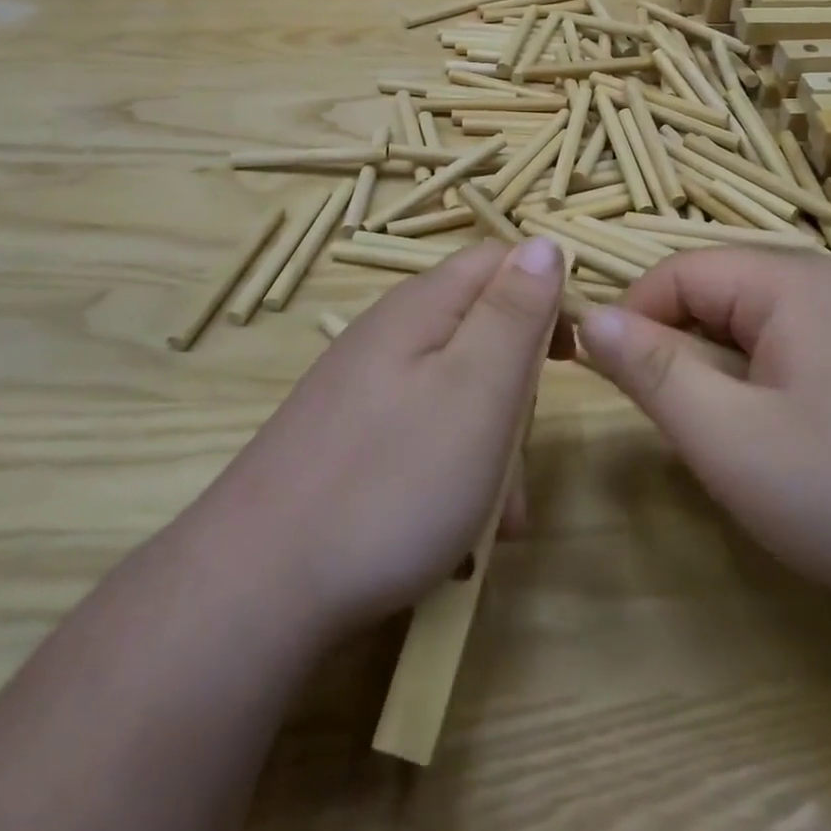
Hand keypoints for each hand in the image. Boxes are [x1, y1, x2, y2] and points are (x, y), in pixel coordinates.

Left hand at [197, 237, 566, 640]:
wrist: (256, 586)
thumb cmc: (391, 481)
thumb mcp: (477, 389)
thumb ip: (514, 312)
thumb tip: (545, 243)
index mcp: (422, 306)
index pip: (502, 261)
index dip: (547, 296)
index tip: (573, 358)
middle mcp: (391, 334)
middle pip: (482, 329)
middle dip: (518, 389)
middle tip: (522, 456)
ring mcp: (366, 386)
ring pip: (459, 390)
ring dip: (492, 444)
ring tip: (496, 516)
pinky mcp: (351, 435)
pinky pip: (426, 431)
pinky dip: (455, 469)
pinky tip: (457, 530)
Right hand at [577, 250, 830, 604]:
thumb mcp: (727, 435)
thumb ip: (651, 370)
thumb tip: (589, 317)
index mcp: (789, 281)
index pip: (679, 271)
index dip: (631, 315)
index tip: (601, 374)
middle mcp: (820, 287)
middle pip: (712, 294)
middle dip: (670, 345)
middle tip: (657, 415)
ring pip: (741, 328)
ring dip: (707, 371)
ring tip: (703, 431)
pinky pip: (776, 355)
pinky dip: (745, 386)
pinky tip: (754, 439)